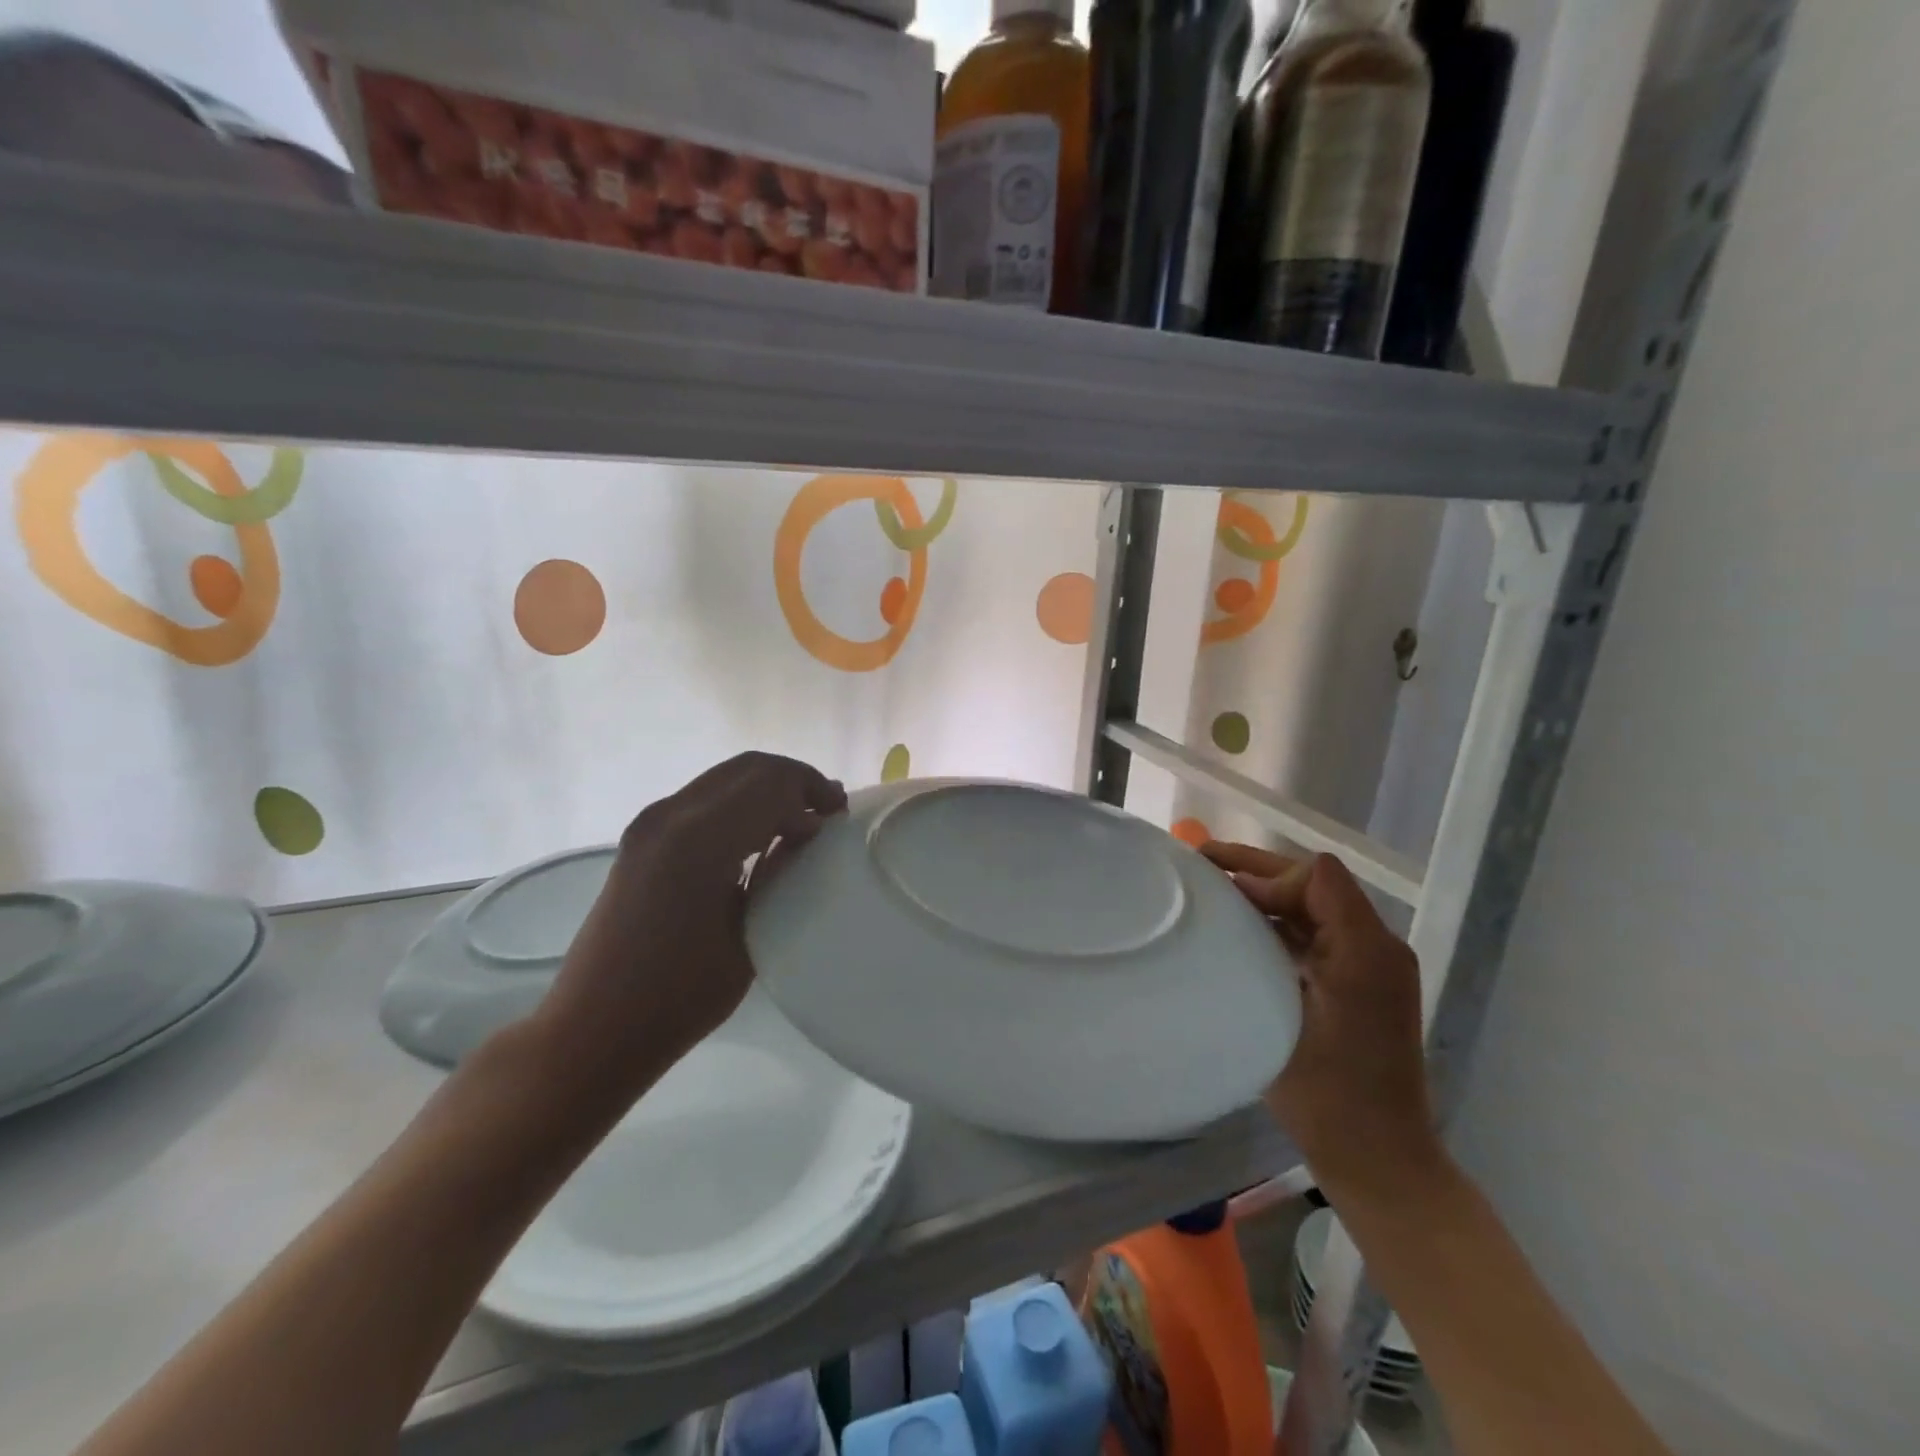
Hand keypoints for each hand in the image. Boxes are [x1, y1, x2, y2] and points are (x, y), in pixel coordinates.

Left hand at [533, 752, 846, 1108]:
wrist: (594, 1027)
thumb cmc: (680, 996)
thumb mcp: (749, 936)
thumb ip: (779, 874)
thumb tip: (803, 835)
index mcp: (700, 839)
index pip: (772, 784)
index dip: (813, 790)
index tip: (841, 815)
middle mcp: (671, 815)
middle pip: (749, 768)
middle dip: (794, 781)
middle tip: (828, 810)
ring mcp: (651, 823)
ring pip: (725, 778)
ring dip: (767, 790)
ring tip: (801, 821)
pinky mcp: (642, 837)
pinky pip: (704, 798)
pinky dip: (741, 803)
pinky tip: (760, 835)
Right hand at [1202, 844, 1445, 1207]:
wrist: (1376, 1157)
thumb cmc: (1327, 1090)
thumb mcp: (1287, 1012)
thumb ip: (1270, 945)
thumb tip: (1239, 898)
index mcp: (1367, 947)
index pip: (1316, 876)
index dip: (1267, 875)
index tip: (1227, 894)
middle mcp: (1374, 946)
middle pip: (1314, 884)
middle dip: (1257, 869)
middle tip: (1201, 860)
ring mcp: (1368, 966)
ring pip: (1311, 907)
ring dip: (1264, 894)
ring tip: (1212, 890)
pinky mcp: (1356, 985)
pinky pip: (1314, 935)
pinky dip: (1276, 924)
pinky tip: (1239, 931)